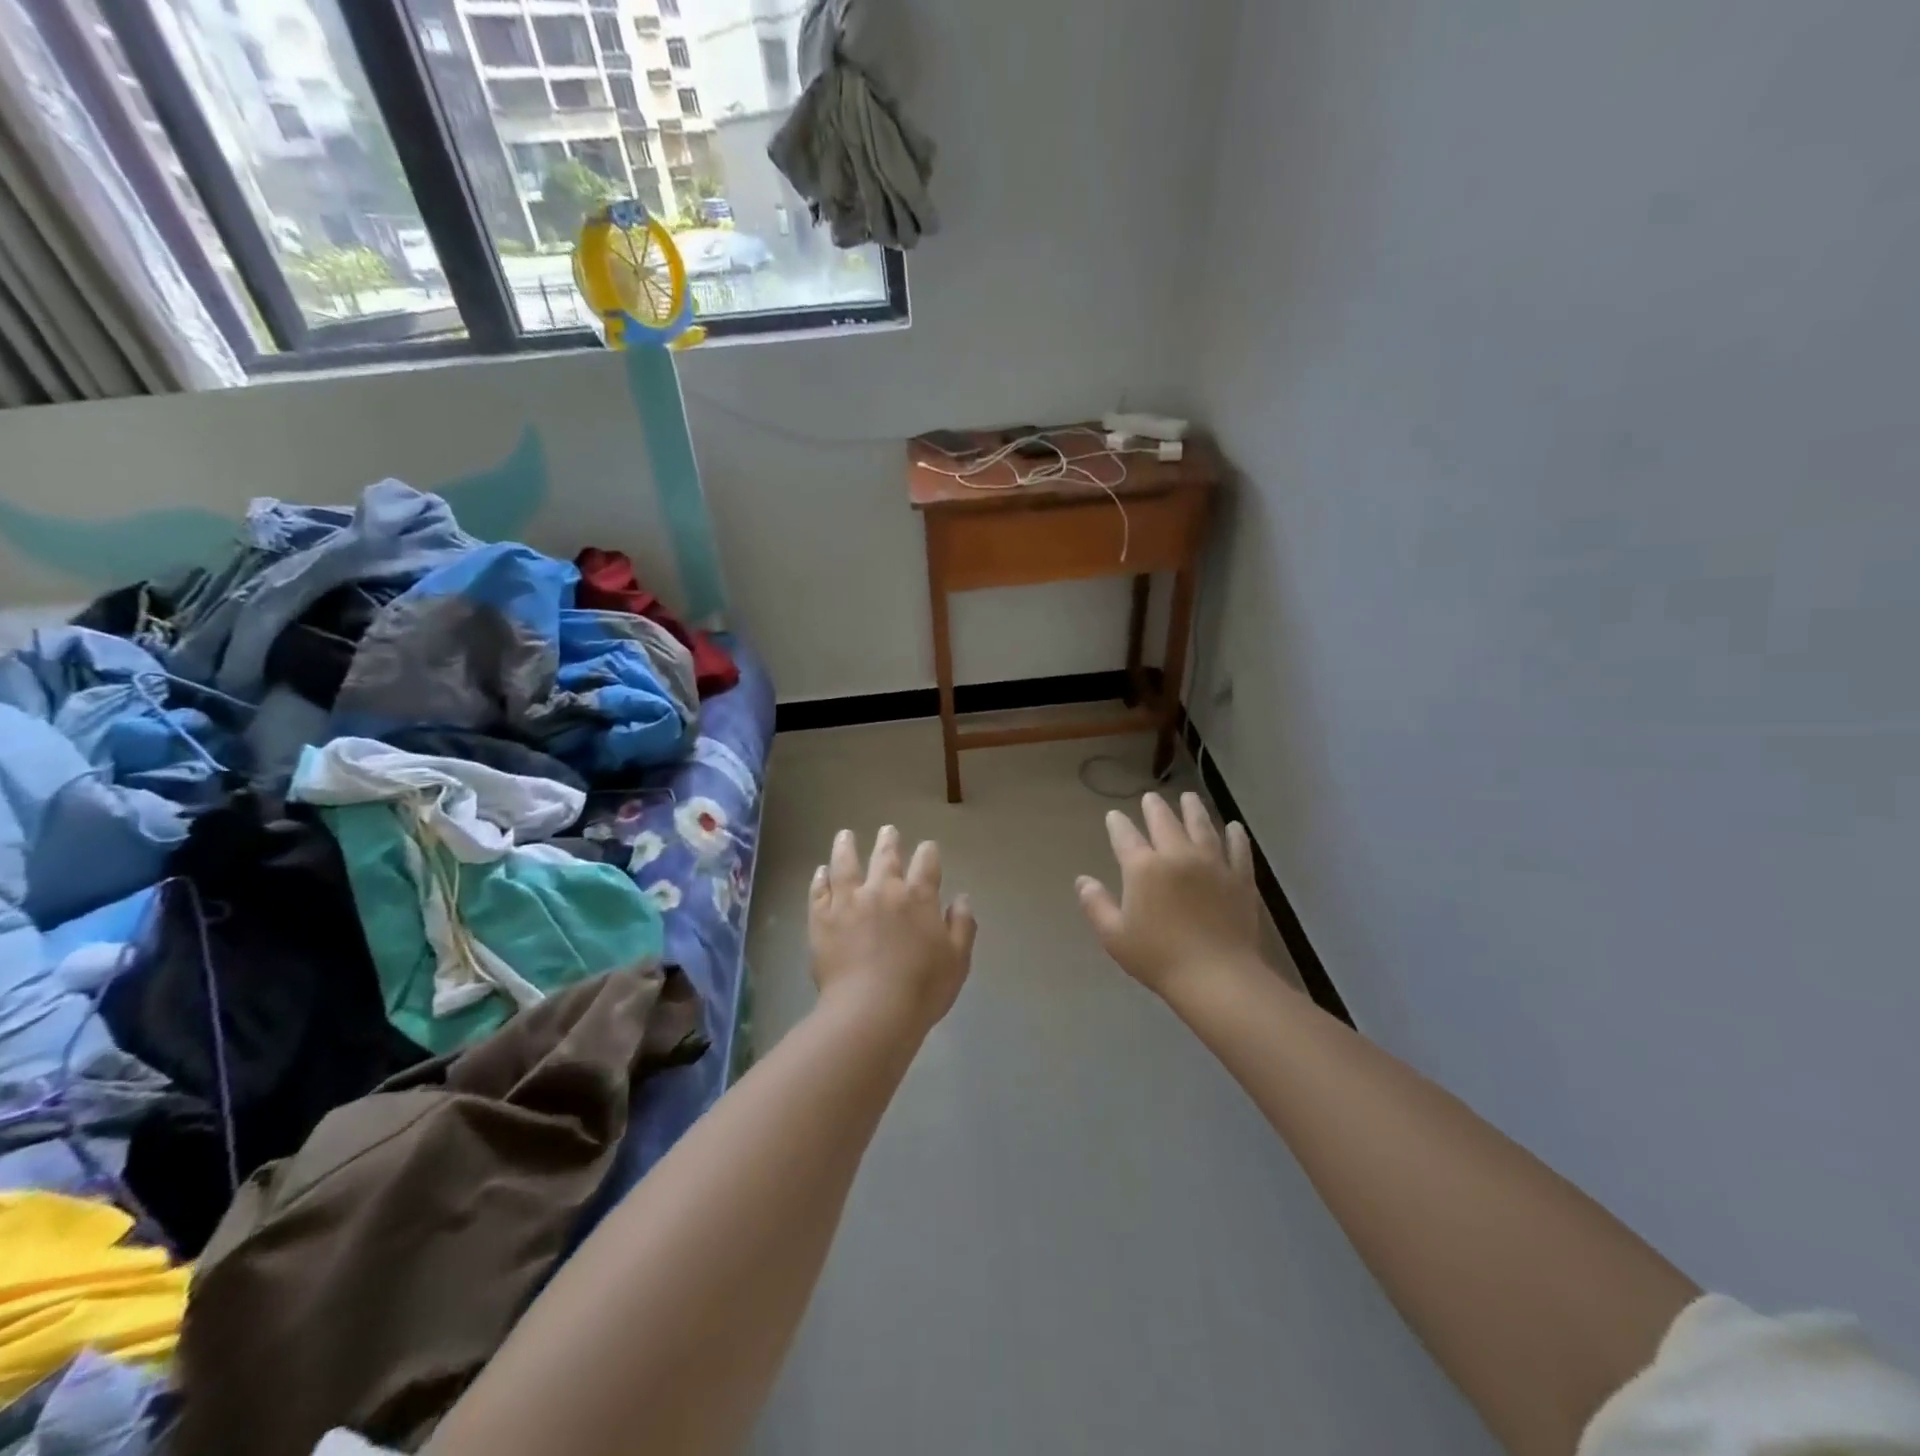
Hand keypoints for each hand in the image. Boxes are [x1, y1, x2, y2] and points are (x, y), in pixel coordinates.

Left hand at [810, 826, 976, 1031]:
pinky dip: (820, 878)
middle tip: (888, 830)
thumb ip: (962, 926)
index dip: (929, 853)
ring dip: (847, 847)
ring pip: (846, 864)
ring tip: (845, 835)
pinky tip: (821, 872)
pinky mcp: (822, 919)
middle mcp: (883, 890)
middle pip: (886, 856)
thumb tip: (961, 898)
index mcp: (919, 897)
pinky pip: (819, 891)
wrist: (870, 1012)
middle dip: (889, 841)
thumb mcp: (957, 960)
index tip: (928, 848)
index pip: (927, 863)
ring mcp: (848, 902)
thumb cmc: (921, 989)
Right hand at [1078, 792, 1261, 998]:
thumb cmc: (1158, 958)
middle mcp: (1177, 855)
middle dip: (1154, 807)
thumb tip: (1082, 881)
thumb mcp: (1114, 936)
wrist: (1217, 976)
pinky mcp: (1240, 878)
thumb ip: (1096, 904)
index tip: (1114, 816)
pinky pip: (1238, 849)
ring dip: (1193, 809)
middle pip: (1164, 822)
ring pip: (1202, 826)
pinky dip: (1236, 836)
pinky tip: (1234, 828)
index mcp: (1144, 868)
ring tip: (1189, 797)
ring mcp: (1213, 863)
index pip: (1125, 836)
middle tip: (1151, 797)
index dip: (1117, 824)